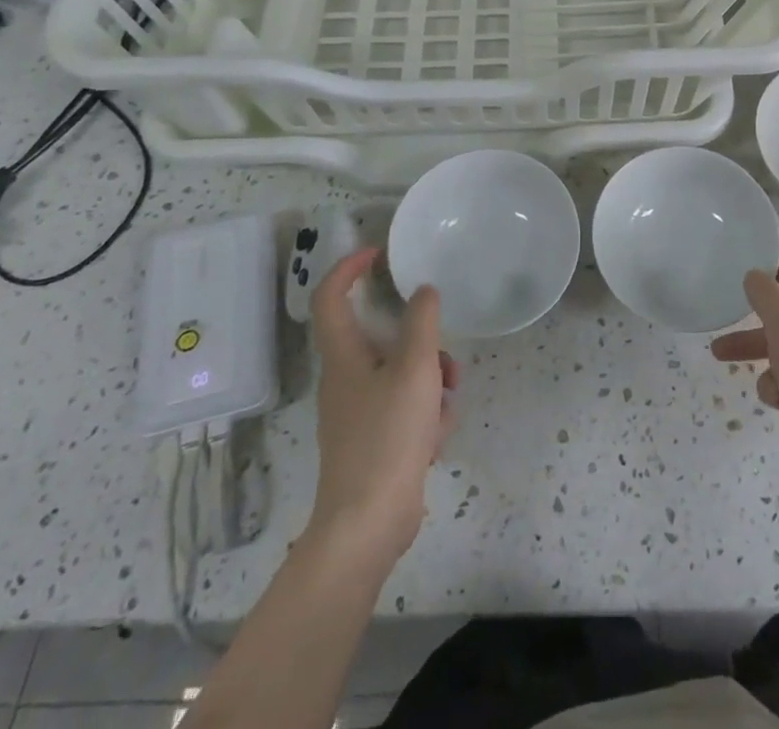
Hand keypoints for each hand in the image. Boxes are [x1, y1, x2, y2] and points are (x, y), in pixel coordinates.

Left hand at [308, 248, 458, 566]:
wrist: (367, 524)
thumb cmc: (387, 436)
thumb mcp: (415, 369)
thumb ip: (422, 323)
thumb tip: (423, 291)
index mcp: (343, 356)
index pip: (330, 297)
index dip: (349, 268)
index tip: (379, 254)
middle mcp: (345, 379)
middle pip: (379, 338)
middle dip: (419, 340)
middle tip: (444, 352)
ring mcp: (357, 412)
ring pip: (399, 373)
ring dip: (429, 378)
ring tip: (448, 400)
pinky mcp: (373, 441)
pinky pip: (404, 407)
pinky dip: (425, 412)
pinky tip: (437, 434)